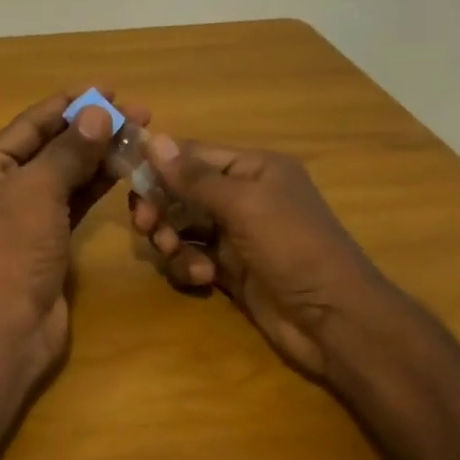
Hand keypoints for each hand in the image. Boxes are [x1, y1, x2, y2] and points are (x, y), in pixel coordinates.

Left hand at [0, 91, 148, 382]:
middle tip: (138, 113)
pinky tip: (124, 169)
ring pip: (65, 175)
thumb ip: (70, 150)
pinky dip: (96, 186)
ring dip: (99, 156)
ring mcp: (24, 216)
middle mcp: (0, 187)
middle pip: (50, 148)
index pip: (30, 124)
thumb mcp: (39, 190)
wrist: (7, 326)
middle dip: (91, 129)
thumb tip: (98, 111)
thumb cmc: (13, 248)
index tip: (109, 89)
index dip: (69, 104)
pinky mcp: (46, 240)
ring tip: (139, 135)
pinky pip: (73, 202)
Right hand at [129, 137, 378, 378]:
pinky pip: (192, 257)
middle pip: (181, 192)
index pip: (193, 155)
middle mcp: (242, 196)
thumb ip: (195, 177)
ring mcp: (235, 235)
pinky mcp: (230, 270)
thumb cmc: (293, 248)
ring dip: (172, 240)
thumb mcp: (244, 205)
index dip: (160, 166)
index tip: (126, 180)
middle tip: (147, 226)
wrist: (333, 320)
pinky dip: (189, 266)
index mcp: (253, 169)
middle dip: (161, 207)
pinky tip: (203, 279)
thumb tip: (155, 140)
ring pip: (182, 227)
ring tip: (177, 254)